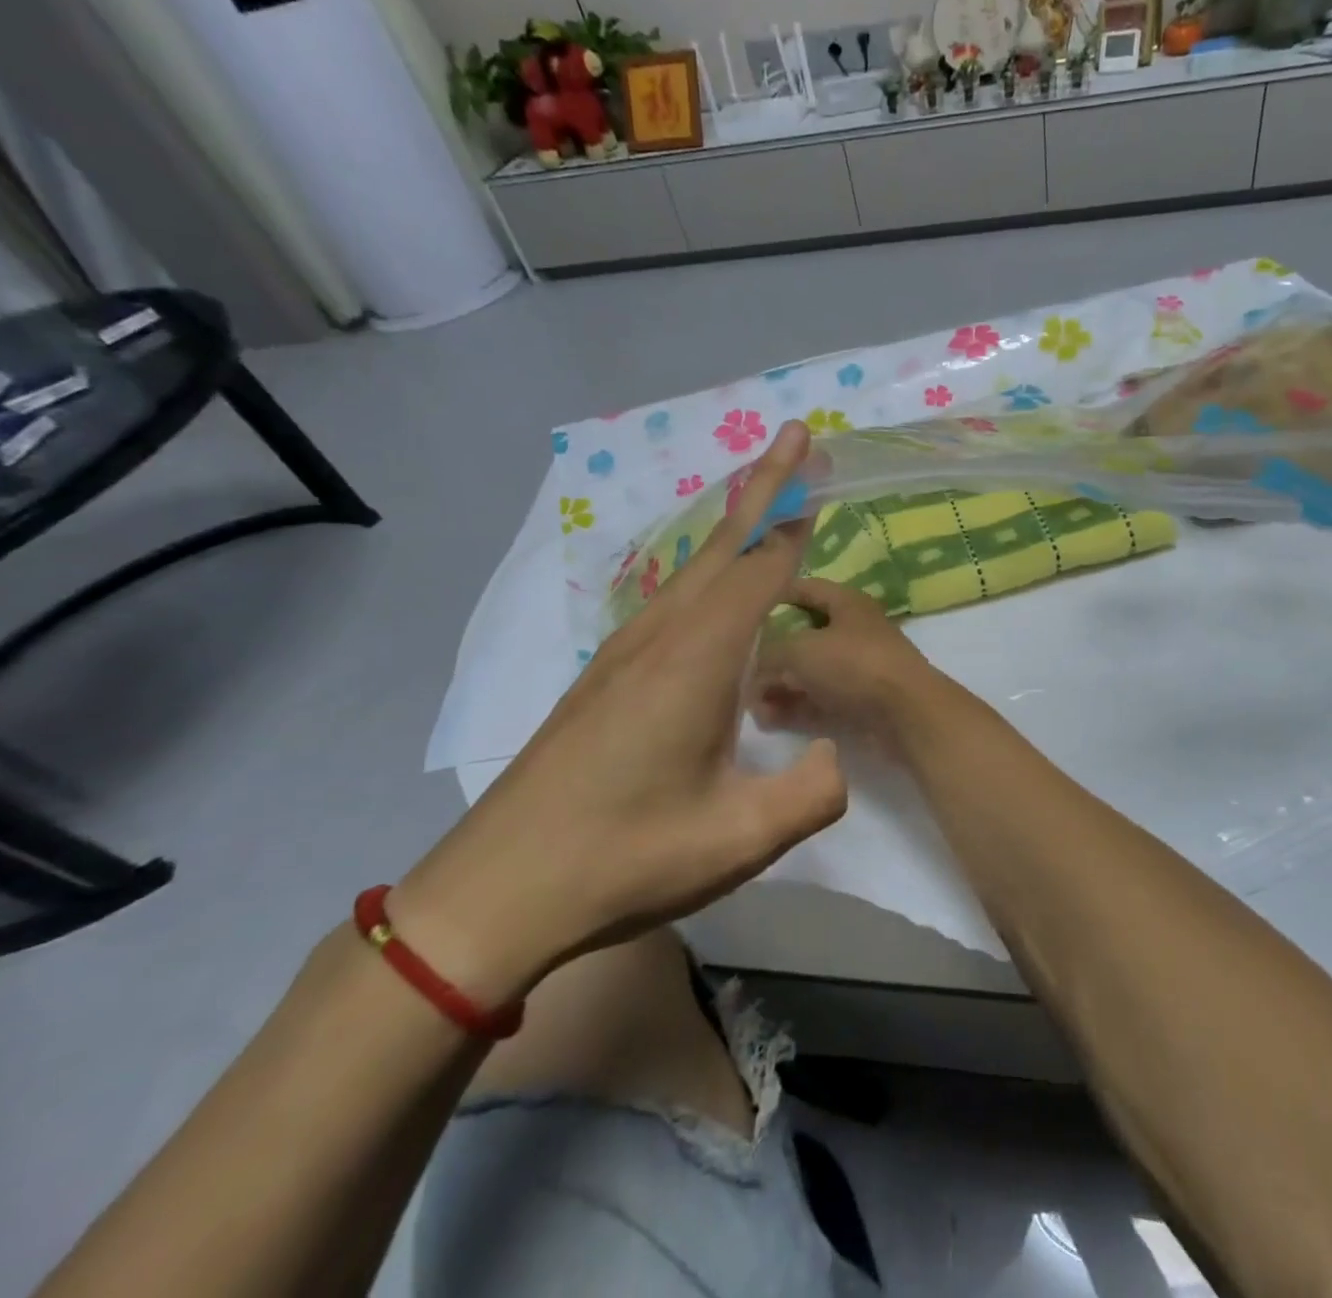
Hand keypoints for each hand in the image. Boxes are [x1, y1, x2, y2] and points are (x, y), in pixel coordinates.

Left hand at [392, 423, 846, 1005]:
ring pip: (692, 569)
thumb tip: (834, 754)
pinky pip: (671, 600)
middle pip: (722, 544)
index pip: (759, 568)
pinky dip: (706, 571)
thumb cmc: (623, 859)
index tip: (815, 463)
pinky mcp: (605, 678)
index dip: (793, 516)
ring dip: (734, 526)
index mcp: (696, 659)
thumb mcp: (739, 839)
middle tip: (795, 440)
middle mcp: (659, 637)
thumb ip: (812, 793)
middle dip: (763, 487)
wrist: (496, 892)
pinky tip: (713, 592)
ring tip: (765, 502)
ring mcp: (624, 654)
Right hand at [749, 579, 944, 746]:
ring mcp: (859, 668)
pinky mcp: (861, 701)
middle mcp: (854, 631)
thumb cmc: (854, 665)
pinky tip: (769, 720)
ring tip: (751, 704)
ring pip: (810, 672)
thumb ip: (769, 654)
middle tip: (740, 668)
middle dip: (771, 653)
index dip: (775, 593)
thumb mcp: (800, 650)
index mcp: (847, 603)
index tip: (743, 605)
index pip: (806, 588)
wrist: (907, 714)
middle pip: (804, 635)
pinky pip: (820, 699)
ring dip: (780, 686)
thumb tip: (754, 670)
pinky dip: (796, 707)